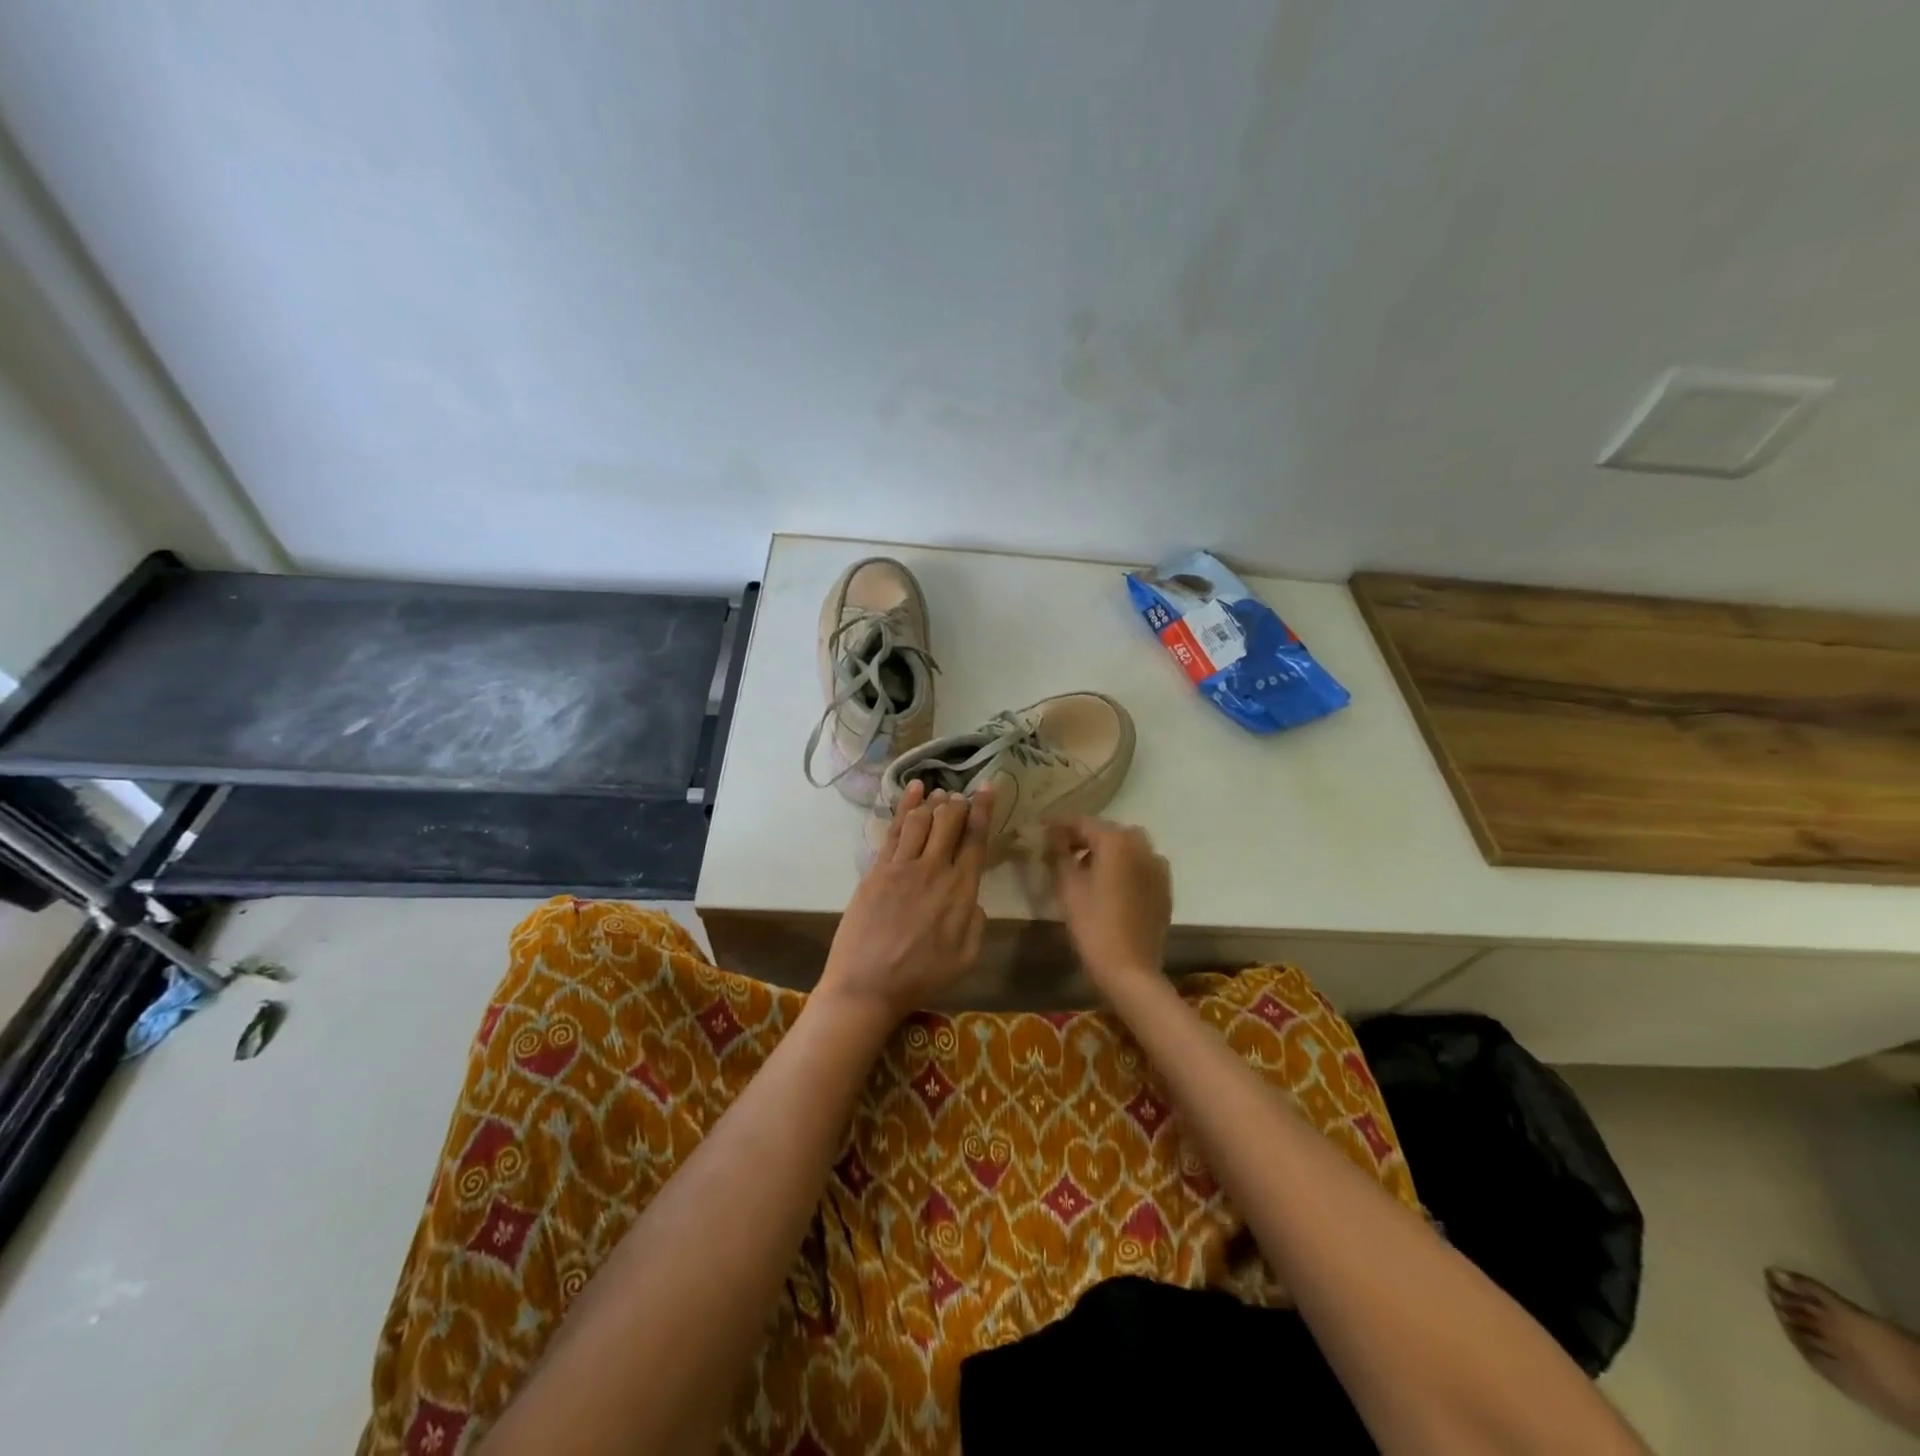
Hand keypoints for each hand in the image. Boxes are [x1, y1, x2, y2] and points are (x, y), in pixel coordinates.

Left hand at [817, 781, 991, 1022]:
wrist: (867, 984)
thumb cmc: (920, 977)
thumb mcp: (965, 958)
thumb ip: (976, 922)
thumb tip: (973, 899)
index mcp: (961, 891)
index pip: (976, 840)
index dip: (984, 810)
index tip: (988, 788)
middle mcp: (934, 869)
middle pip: (949, 822)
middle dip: (958, 804)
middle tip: (961, 797)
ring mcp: (902, 866)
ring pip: (921, 820)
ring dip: (933, 802)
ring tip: (939, 793)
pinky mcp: (877, 869)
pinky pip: (895, 830)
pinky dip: (905, 806)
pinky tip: (912, 791)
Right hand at [1045, 817, 1171, 989]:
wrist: (1130, 969)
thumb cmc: (1093, 925)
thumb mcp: (1068, 887)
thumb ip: (1059, 854)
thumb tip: (1052, 835)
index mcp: (1116, 841)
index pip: (1083, 822)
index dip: (1060, 825)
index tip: (1042, 829)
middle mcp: (1141, 846)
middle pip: (1108, 831)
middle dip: (1085, 836)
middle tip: (1062, 849)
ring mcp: (1158, 866)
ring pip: (1128, 846)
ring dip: (1107, 850)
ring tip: (1085, 868)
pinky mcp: (1164, 887)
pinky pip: (1141, 864)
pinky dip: (1125, 865)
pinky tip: (1110, 884)